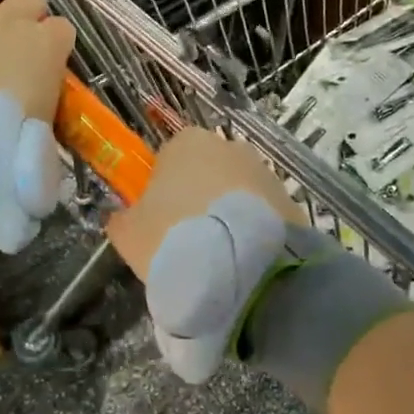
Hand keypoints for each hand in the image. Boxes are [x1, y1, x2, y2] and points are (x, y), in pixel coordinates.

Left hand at [0, 0, 74, 121]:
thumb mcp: (45, 127)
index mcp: (46, 47)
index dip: (58, 40)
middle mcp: (10, 22)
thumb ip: (47, 105)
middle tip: (24, 27)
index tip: (52, 54)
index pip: (63, 29)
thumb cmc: (9, 141)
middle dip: (31, 10)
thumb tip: (42, 109)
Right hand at [106, 128, 303, 274]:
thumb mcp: (129, 234)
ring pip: (236, 194)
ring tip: (218, 260)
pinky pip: (260, 216)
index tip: (159, 222)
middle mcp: (229, 147)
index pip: (168, 158)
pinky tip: (244, 264)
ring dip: (227, 217)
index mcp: (186, 143)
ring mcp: (264, 172)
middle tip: (187, 242)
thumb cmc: (173, 239)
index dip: (162, 190)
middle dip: (199, 200)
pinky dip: (252, 233)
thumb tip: (124, 217)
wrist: (244, 271)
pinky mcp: (290, 201)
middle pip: (206, 172)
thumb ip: (122, 219)